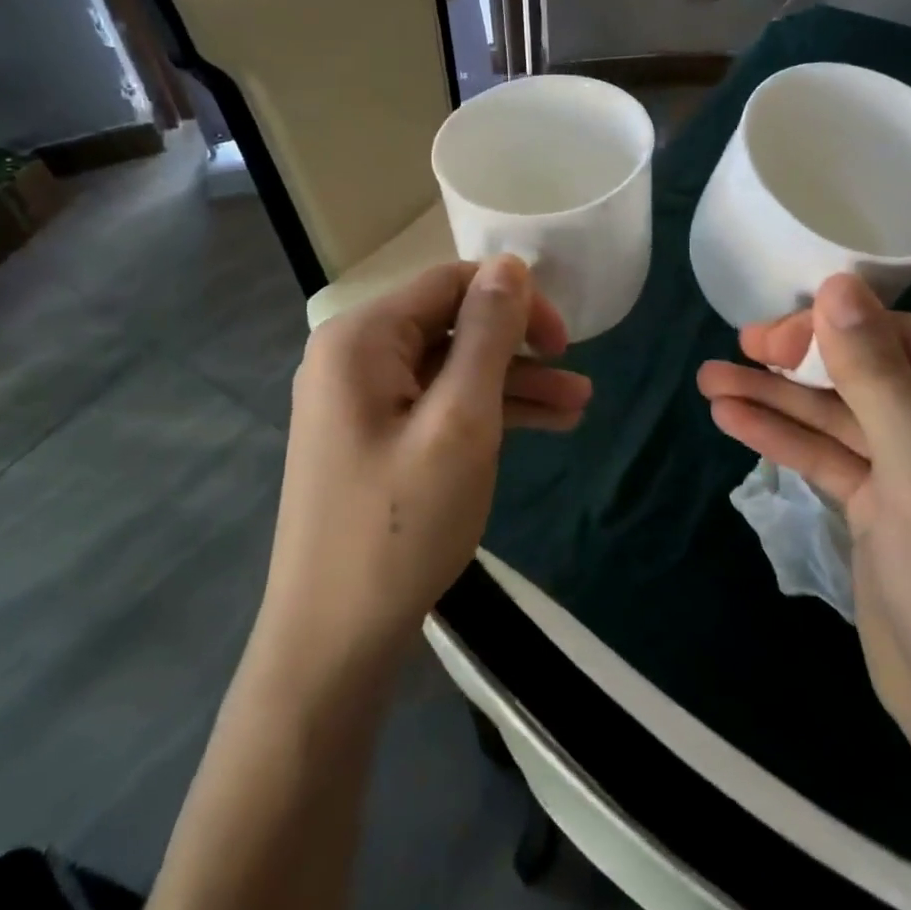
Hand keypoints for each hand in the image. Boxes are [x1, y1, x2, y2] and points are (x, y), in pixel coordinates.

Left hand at [258, 257, 591, 673]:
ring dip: (511, 384)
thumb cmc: (400, 527)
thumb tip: (510, 264)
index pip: (449, 283)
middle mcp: (353, 355)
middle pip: (450, 324)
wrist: (331, 645)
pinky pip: (435, 404)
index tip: (564, 342)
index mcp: (362, 337)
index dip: (513, 300)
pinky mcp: (372, 435)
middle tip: (577, 378)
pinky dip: (483, 412)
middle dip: (518, 349)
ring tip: (579, 407)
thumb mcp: (460, 422)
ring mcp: (360, 398)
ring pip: (449, 368)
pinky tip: (542, 426)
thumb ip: (487, 334)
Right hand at [697, 274, 910, 757]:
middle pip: (868, 373)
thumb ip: (875, 374)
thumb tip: (837, 283)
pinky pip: (832, 456)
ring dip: (777, 399)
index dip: (833, 331)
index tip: (765, 334)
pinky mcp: (889, 504)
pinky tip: (731, 418)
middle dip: (796, 365)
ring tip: (709, 381)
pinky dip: (784, 438)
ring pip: (841, 415)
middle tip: (734, 352)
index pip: (908, 341)